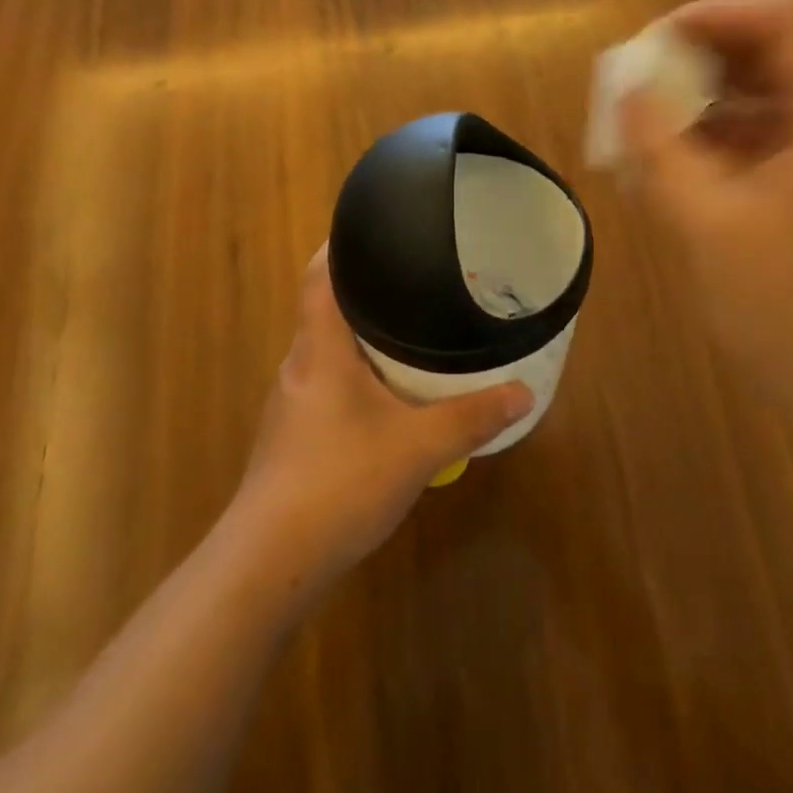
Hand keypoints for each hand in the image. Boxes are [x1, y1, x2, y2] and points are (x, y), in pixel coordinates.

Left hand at [227, 247, 532, 607]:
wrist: (269, 562)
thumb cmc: (339, 482)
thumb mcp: (418, 448)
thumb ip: (472, 417)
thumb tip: (523, 392)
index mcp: (320, 349)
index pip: (319, 276)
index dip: (340, 247)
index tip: (372, 230)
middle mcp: (299, 365)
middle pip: (325, 310)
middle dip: (365, 292)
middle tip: (412, 281)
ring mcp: (290, 404)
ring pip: (327, 352)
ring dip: (361, 339)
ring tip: (407, 332)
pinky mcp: (291, 437)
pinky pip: (326, 386)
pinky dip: (356, 377)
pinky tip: (386, 398)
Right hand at [621, 0, 792, 452]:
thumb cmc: (792, 315)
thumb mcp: (707, 225)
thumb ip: (659, 146)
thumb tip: (626, 89)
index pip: (792, 16)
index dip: (719, 13)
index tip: (657, 40)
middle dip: (714, 54)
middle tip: (653, 78)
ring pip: (792, 92)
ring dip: (724, 96)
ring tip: (661, 122)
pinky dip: (744, 135)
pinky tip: (694, 164)